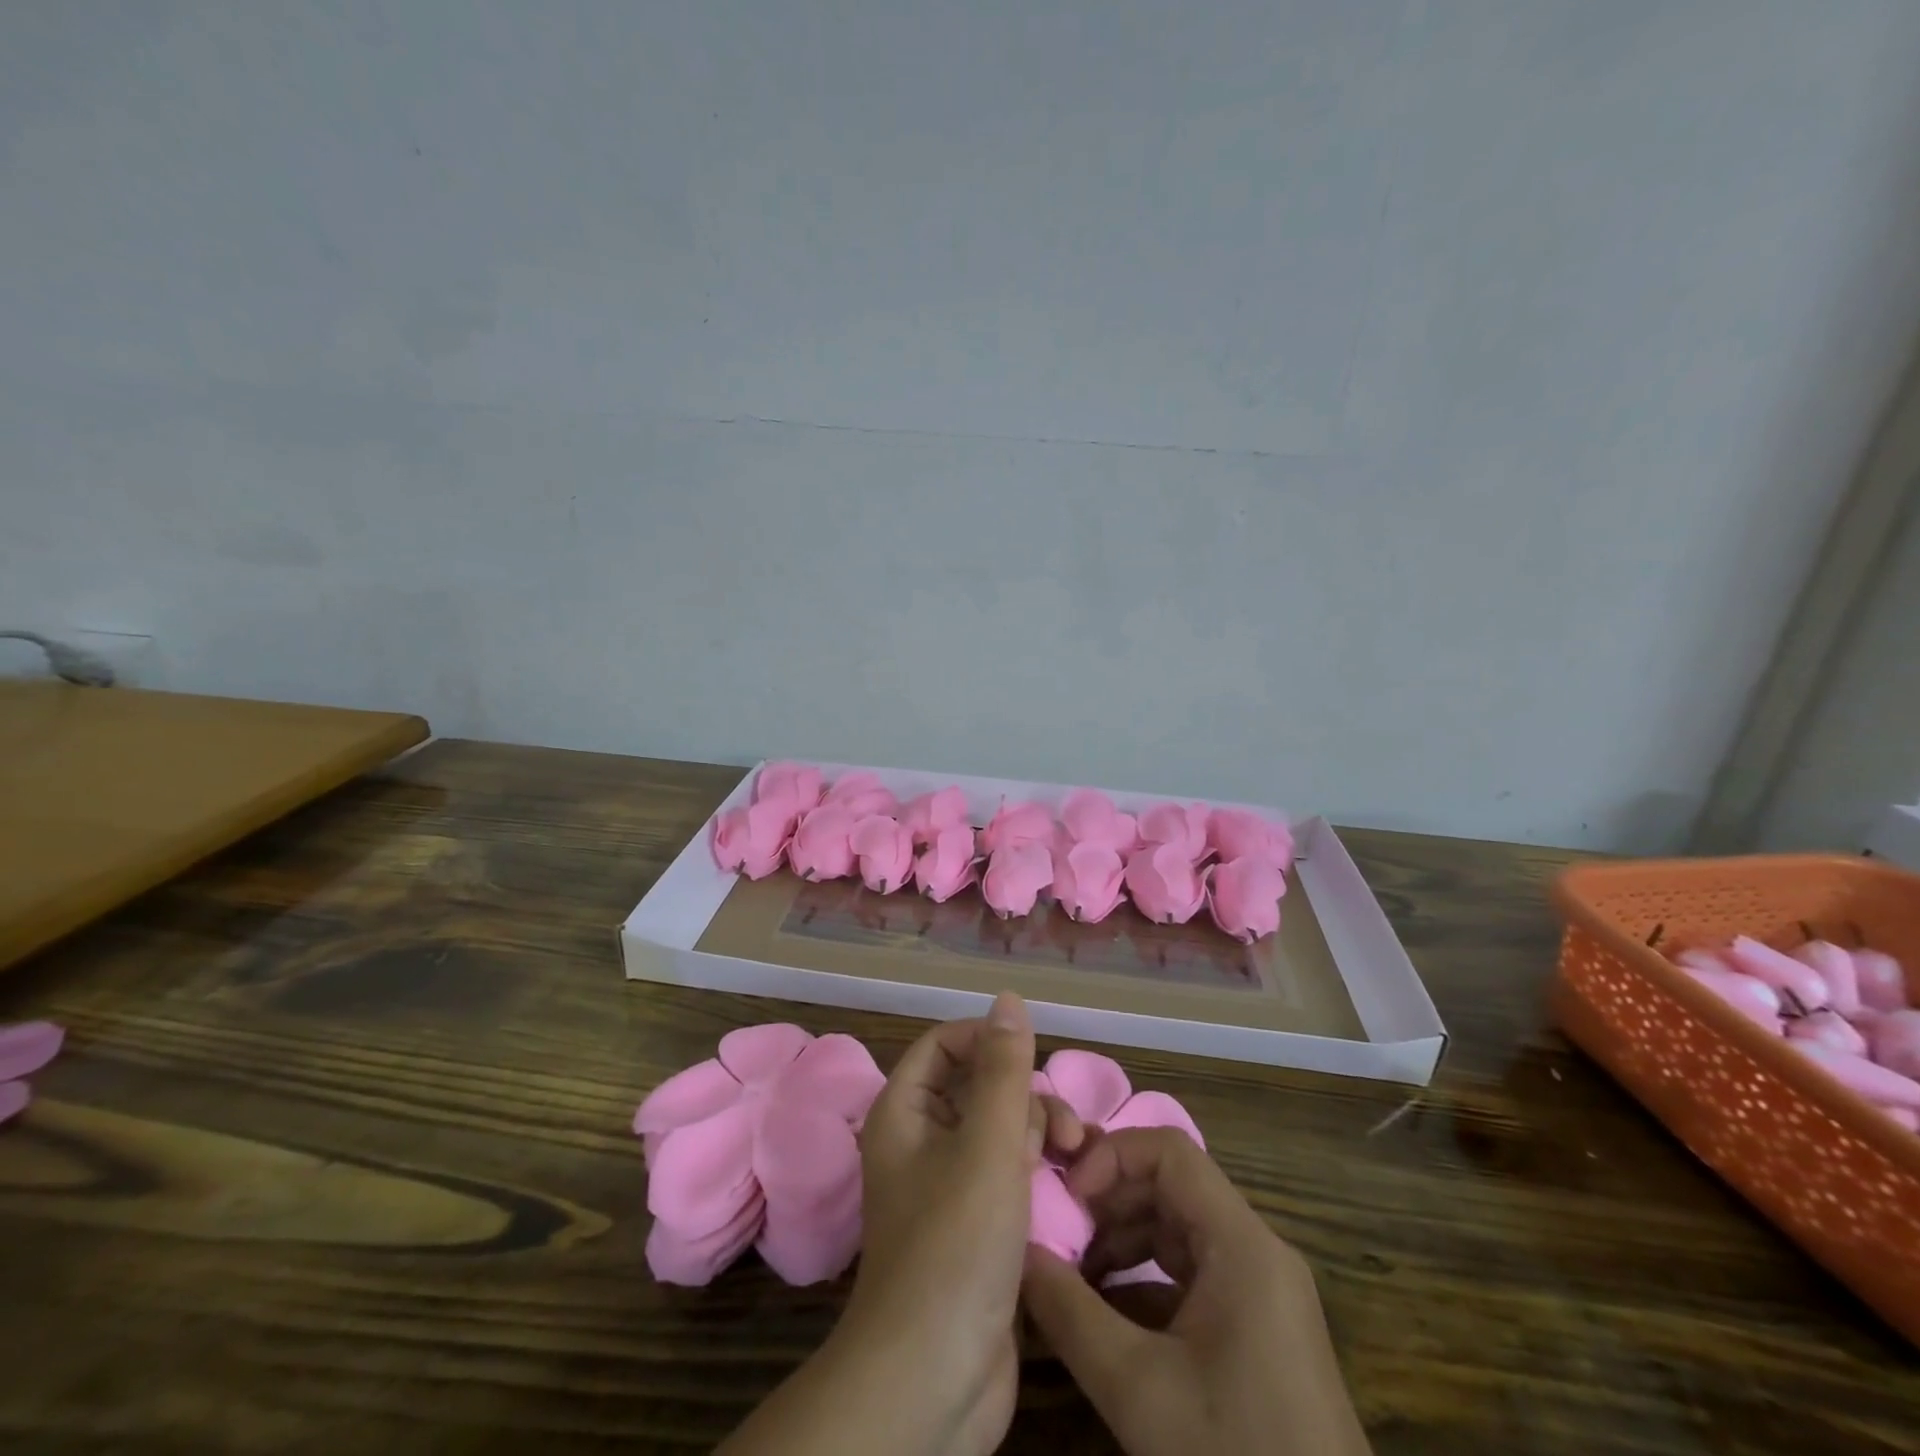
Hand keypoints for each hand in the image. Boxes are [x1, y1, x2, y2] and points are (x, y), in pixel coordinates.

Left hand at [717, 992, 1080, 1455]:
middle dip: (1027, 1099)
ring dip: (1042, 1137)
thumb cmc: (956, 1244)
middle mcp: (921, 1142)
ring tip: (1078, 1161)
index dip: (988, 1041)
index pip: (944, 1045)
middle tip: (1066, 1133)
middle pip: (980, 1088)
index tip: (1034, 1059)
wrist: (934, 1380)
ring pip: (1002, 1133)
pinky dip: (1040, 1175)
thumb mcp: (988, 1144)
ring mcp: (949, 1187)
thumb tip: (1008, 999)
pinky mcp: (975, 1228)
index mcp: (905, 1112)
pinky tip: (1075, 1188)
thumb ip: (1003, 1069)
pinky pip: (1010, 1176)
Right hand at [1022, 1127, 1371, 1455]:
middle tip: (1056, 1232)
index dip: (1111, 1157)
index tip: (1066, 1197)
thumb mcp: (1138, 1390)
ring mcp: (1260, 1290)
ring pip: (1179, 1228)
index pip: (1169, 1152)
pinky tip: (1103, 1313)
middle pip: (1172, 1186)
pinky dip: (1143, 1278)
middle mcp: (1256, 1251)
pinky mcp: (1258, 1328)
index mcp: (1241, 1244)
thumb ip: (1069, 1313)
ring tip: (1069, 1272)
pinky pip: (1191, 1273)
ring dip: (1121, 1239)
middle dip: (1108, 1200)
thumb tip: (1018, 1253)